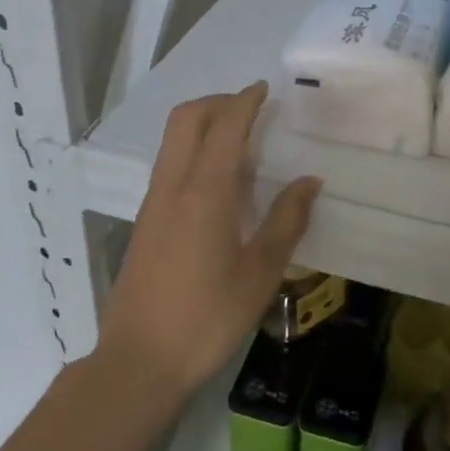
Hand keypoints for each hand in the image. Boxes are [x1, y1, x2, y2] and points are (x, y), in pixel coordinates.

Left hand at [98, 82, 320, 397]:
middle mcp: (173, 186)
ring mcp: (153, 203)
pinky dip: (194, 151)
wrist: (140, 360)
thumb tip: (309, 181)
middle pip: (186, 119)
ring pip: (172, 141)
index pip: (225, 126)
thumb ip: (287, 221)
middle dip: (218, 102)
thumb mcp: (260, 273)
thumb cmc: (208, 318)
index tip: (265, 90)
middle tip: (251, 109)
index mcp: (205, 192)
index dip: (245, 101)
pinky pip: (169, 165)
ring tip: (241, 141)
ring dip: (203, 125)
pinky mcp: (145, 221)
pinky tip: (220, 182)